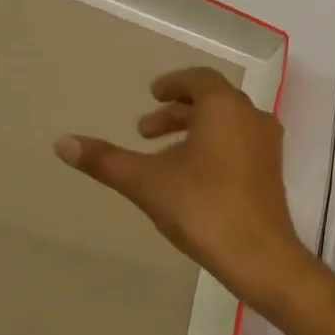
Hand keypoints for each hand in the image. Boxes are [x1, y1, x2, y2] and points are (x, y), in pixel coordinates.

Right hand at [54, 68, 316, 307]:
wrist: (258, 253)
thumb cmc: (202, 207)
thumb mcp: (145, 181)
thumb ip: (105, 160)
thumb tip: (61, 143)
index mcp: (226, 109)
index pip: (200, 80)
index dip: (174, 84)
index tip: (152, 94)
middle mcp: (253, 119)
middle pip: (214, 102)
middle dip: (177, 113)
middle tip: (144, 132)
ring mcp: (268, 146)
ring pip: (229, 125)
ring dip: (196, 131)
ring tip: (162, 156)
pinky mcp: (273, 172)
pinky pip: (242, 145)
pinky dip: (216, 147)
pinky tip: (193, 177)